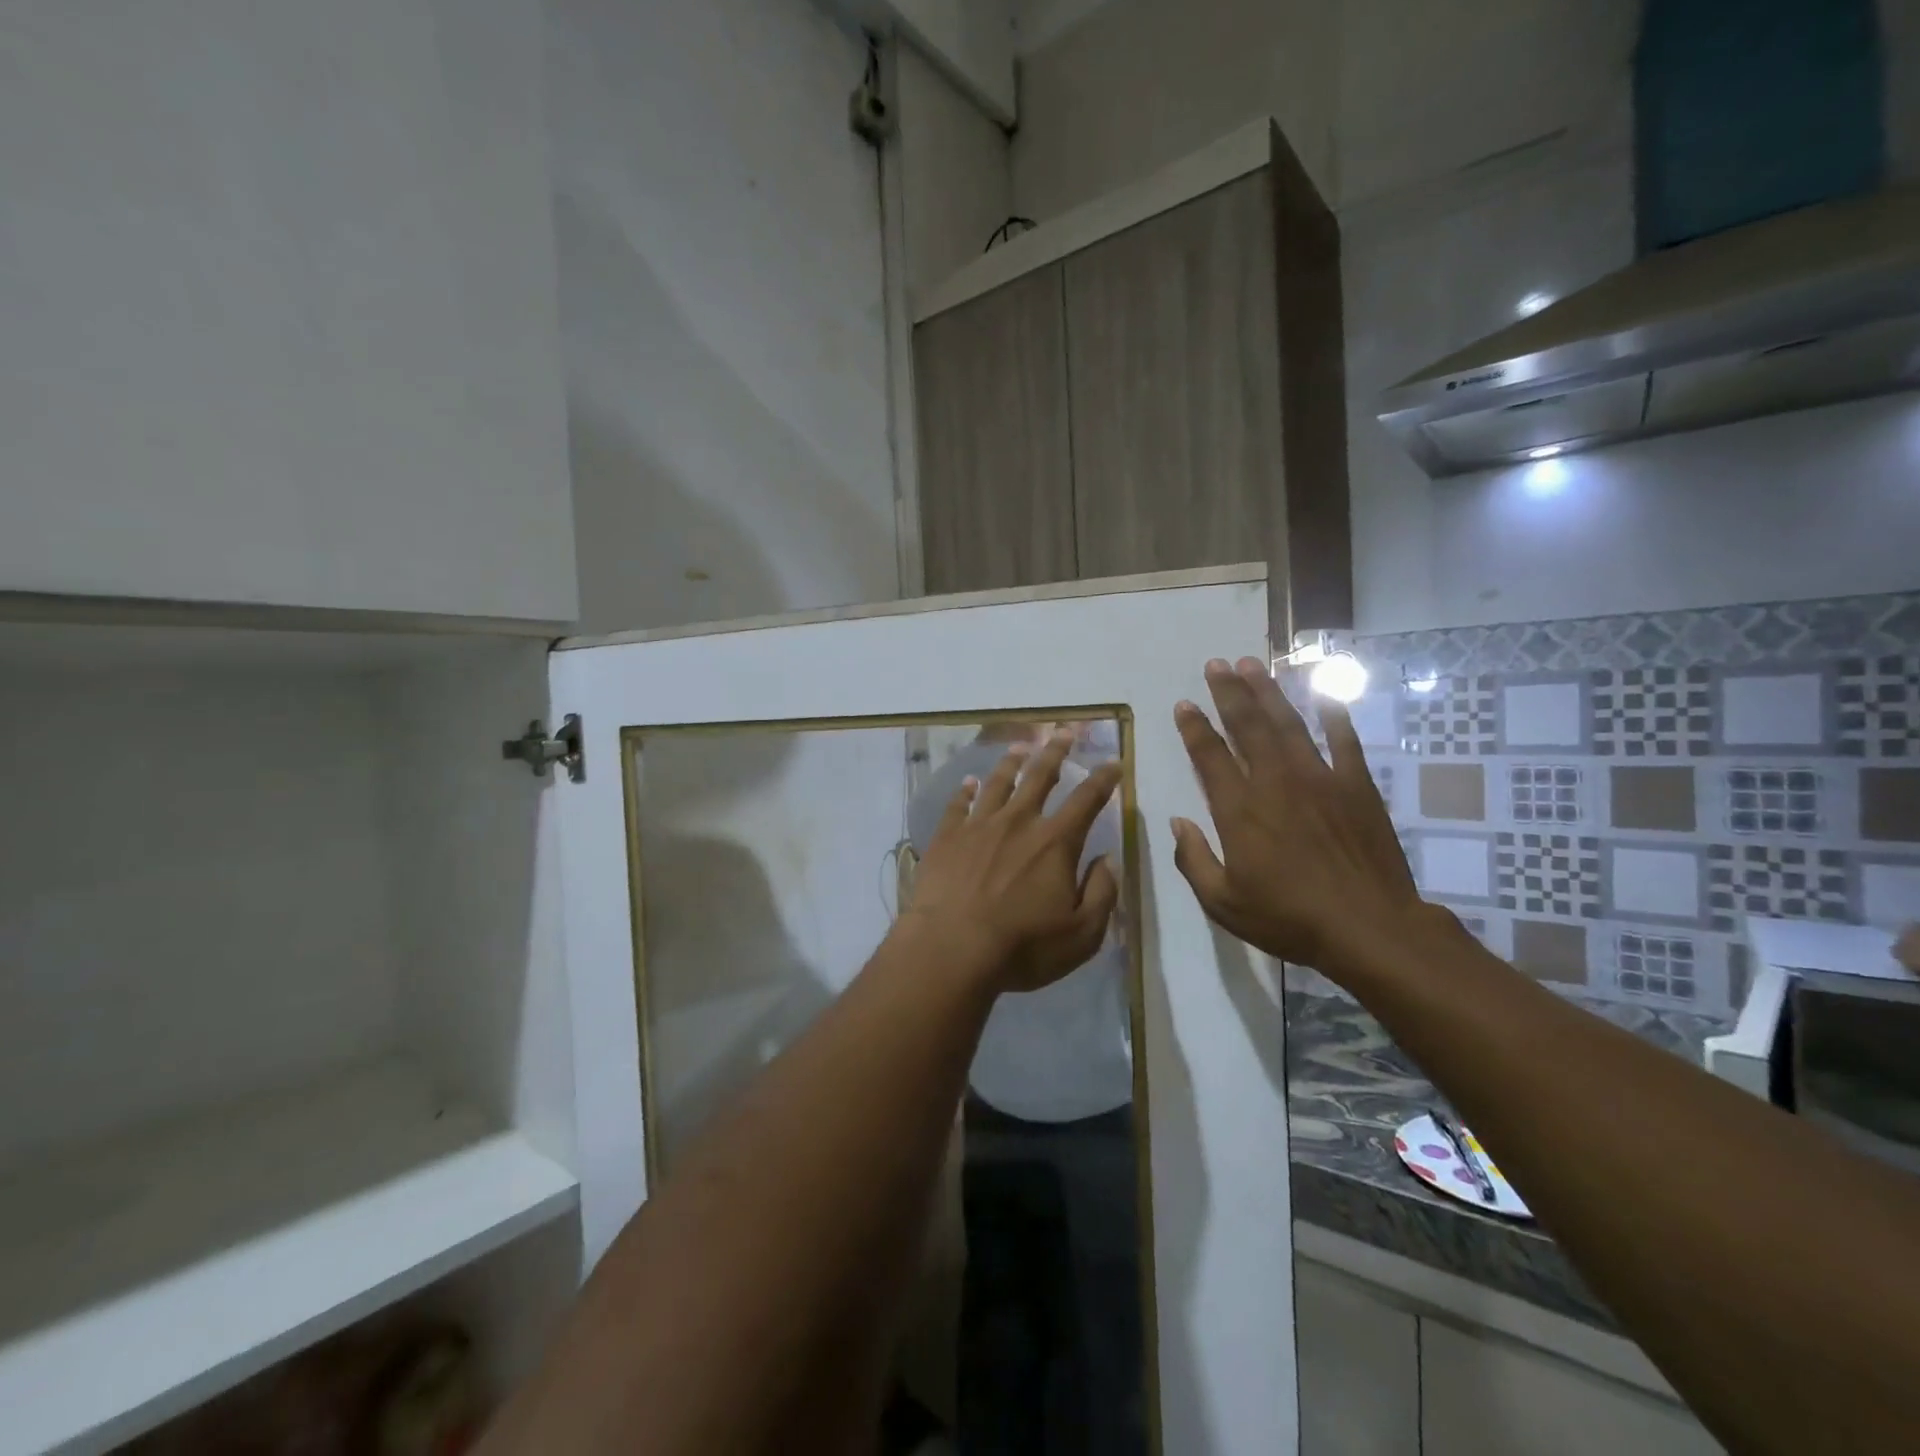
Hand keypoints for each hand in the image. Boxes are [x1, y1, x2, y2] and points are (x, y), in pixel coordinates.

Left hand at [904, 730, 1120, 993]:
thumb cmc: (1022, 946)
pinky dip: (966, 791)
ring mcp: (978, 826)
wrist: (951, 949)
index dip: (1103, 779)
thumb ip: (1102, 892)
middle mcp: (1018, 822)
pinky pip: (958, 805)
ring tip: (1020, 747)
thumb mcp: (1081, 933)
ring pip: (998, 783)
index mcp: (1055, 843)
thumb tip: (1109, 859)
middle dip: (1056, 751)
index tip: (1113, 761)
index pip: (1087, 800)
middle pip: (1040, 776)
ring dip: (1011, 762)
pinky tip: (969, 783)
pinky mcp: (947, 837)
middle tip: (1063, 732)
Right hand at [1171, 657, 1432, 976]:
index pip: (1210, 756)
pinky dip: (1334, 714)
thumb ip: (1193, 860)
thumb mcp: (1223, 903)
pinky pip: (1344, 740)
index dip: (1194, 727)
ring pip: (1289, 723)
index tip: (1184, 704)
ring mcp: (1320, 779)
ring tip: (1252, 664)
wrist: (1370, 929)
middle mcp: (1275, 782)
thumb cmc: (1289, 919)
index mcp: (1240, 810)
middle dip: (1228, 692)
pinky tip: (1324, 693)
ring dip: (1269, 691)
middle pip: (1248, 726)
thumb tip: (1176, 823)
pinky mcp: (1357, 786)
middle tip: (1216, 664)